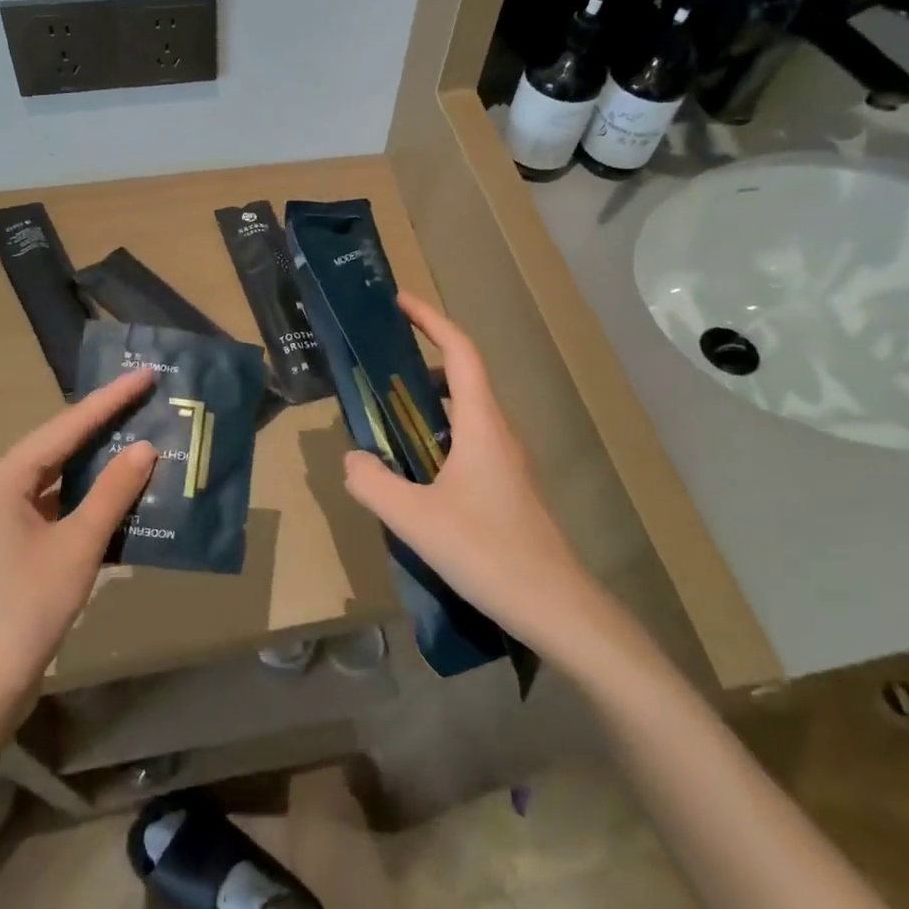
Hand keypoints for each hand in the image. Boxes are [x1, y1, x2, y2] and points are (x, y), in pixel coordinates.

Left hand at [0, 370, 156, 723]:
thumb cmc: (28, 606)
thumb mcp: (78, 545)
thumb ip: (113, 492)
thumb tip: (145, 447)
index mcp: (5, 478)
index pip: (67, 426)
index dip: (110, 399)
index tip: (146, 374)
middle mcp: (0, 487)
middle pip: (61, 444)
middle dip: (106, 423)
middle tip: (149, 399)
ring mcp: (6, 515)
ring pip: (62, 474)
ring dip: (101, 461)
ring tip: (145, 435)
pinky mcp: (17, 541)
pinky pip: (60, 503)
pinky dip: (92, 496)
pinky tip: (125, 491)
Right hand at [341, 293, 608, 657]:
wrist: (555, 606)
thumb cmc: (487, 552)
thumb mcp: (415, 518)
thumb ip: (373, 482)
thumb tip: (353, 457)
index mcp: (481, 424)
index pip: (460, 352)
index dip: (431, 320)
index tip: (399, 302)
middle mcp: (499, 432)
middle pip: (464, 377)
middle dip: (424, 359)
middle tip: (379, 365)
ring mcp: (508, 461)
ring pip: (466, 413)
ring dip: (429, 402)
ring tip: (387, 415)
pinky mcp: (507, 488)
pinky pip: (468, 442)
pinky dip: (438, 435)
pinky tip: (414, 470)